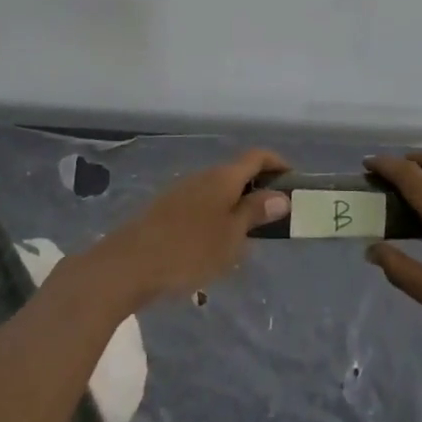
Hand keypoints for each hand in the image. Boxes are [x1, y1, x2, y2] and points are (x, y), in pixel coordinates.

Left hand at [86, 149, 290, 307]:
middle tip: (274, 216)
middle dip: (258, 189)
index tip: (294, 182)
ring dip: (236, 205)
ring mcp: (181, 192)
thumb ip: (255, 212)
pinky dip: (216, 217)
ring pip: (218, 191)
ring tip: (247, 237)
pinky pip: (201, 206)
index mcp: (223, 177)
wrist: (127, 265)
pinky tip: (214, 246)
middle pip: (237, 172)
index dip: (278, 163)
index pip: (257, 156)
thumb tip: (280, 195)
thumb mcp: (231, 236)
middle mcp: (202, 176)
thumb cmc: (188, 250)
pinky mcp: (165, 210)